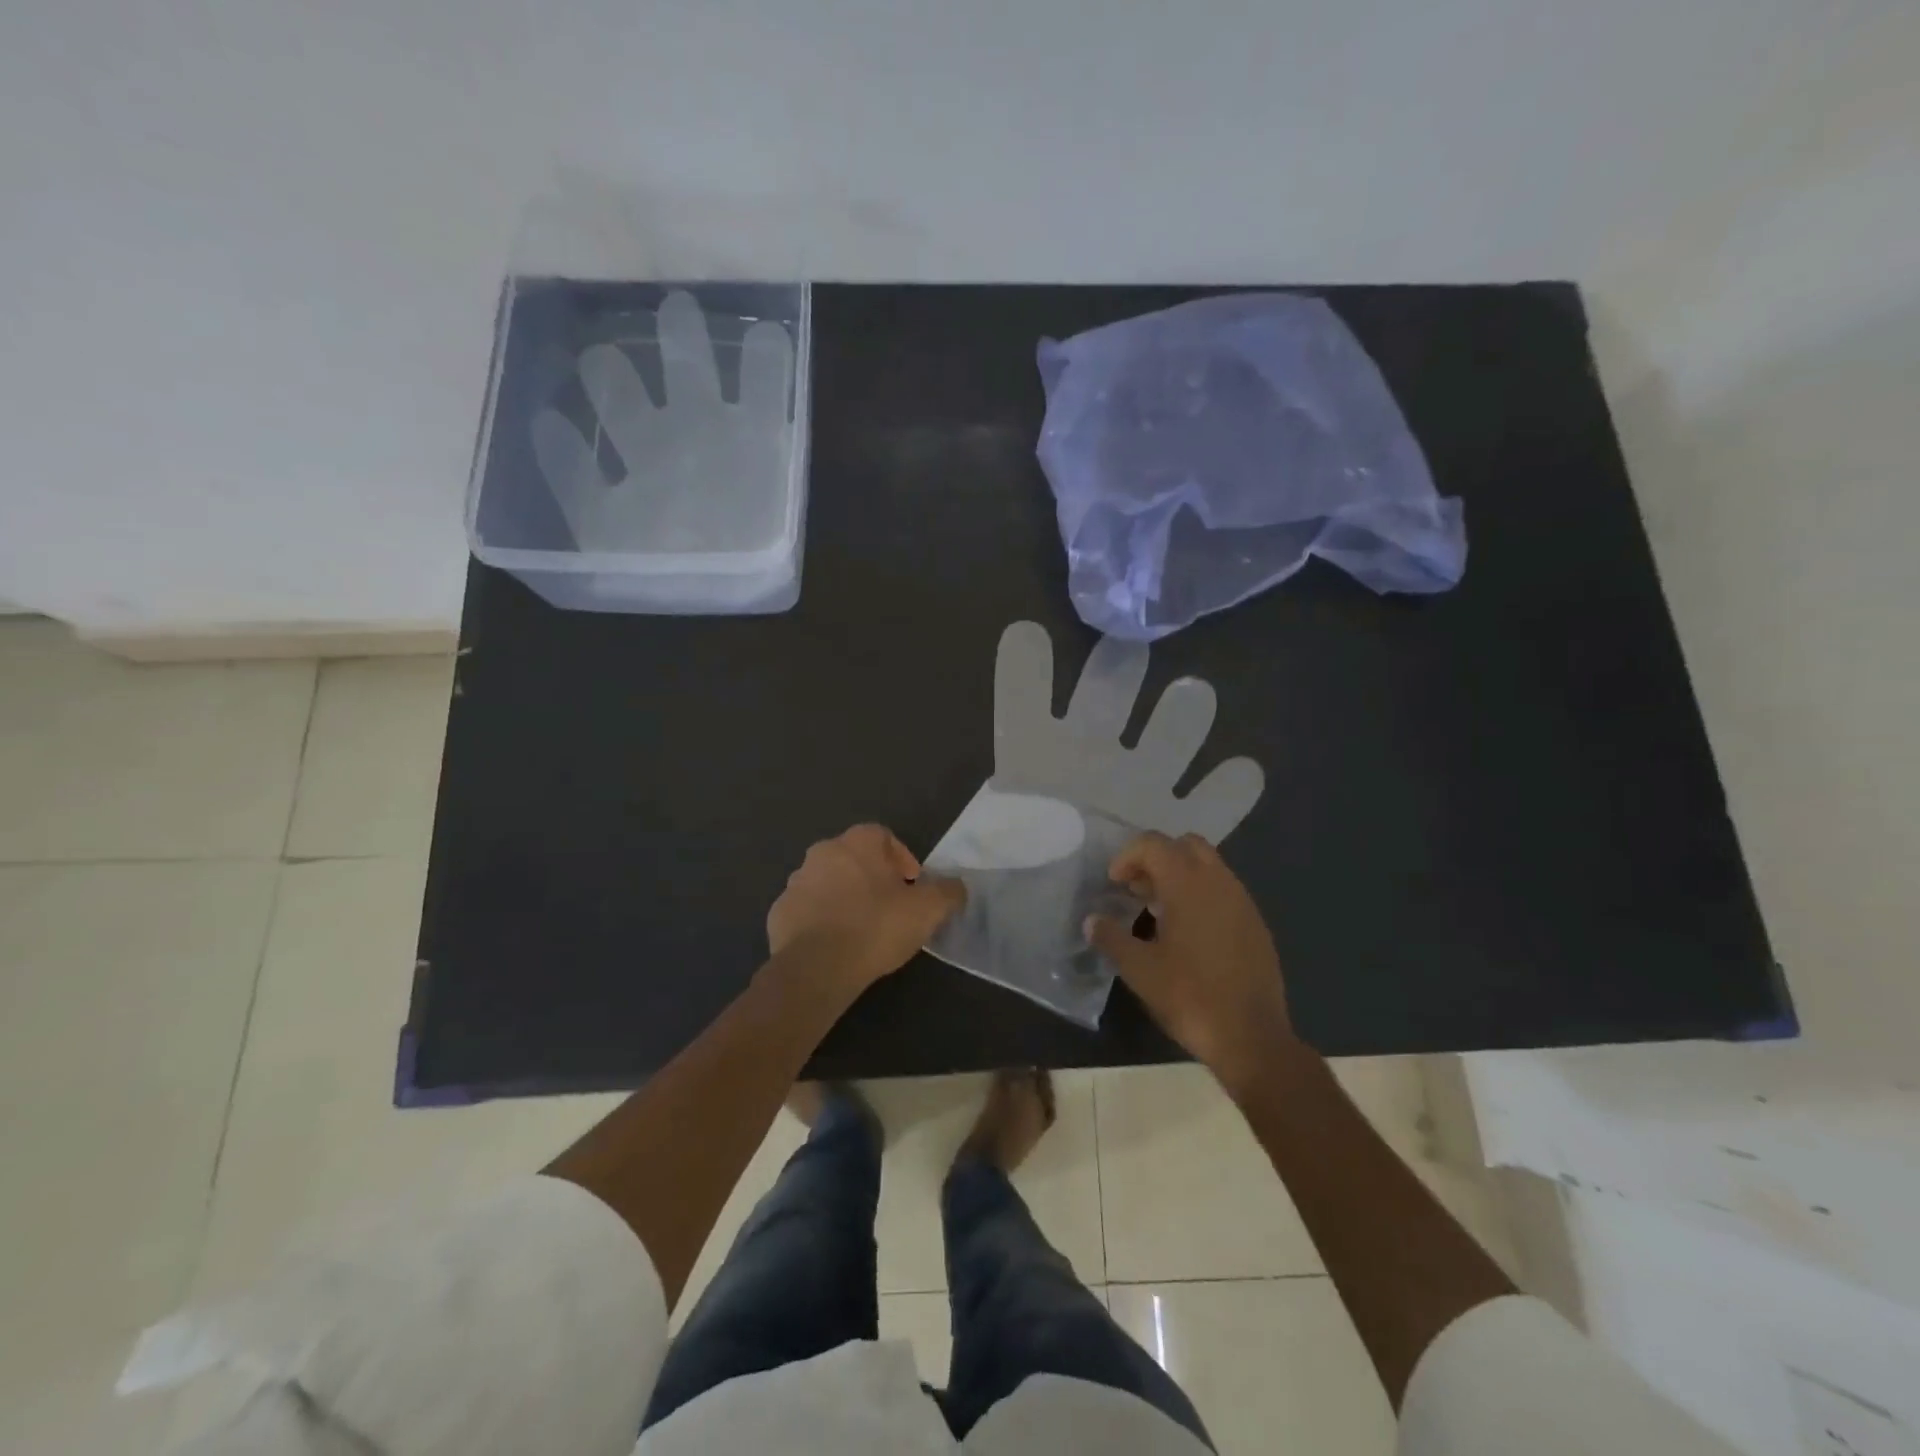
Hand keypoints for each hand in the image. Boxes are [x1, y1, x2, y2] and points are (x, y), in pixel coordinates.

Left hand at [768, 825, 965, 993]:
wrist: (816, 967)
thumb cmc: (876, 927)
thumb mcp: (928, 910)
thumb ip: (948, 892)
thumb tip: (956, 886)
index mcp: (858, 842)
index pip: (884, 836)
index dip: (902, 859)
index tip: (913, 886)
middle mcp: (823, 852)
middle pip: (854, 858)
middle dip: (872, 878)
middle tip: (890, 908)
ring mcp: (796, 882)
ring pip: (828, 883)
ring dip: (844, 897)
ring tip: (861, 930)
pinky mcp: (779, 912)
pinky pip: (807, 910)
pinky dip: (821, 921)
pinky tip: (835, 946)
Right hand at [1086, 832, 1295, 1095]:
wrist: (1252, 1037)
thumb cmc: (1190, 996)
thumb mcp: (1139, 969)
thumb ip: (1111, 938)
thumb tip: (1091, 921)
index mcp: (1188, 884)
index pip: (1153, 843)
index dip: (1127, 856)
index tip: (1114, 885)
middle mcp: (1219, 882)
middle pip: (1184, 845)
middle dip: (1156, 859)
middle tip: (1137, 891)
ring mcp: (1242, 901)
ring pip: (1208, 866)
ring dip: (1180, 877)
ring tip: (1159, 914)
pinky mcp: (1256, 924)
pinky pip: (1224, 891)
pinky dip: (1201, 896)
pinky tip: (1189, 935)